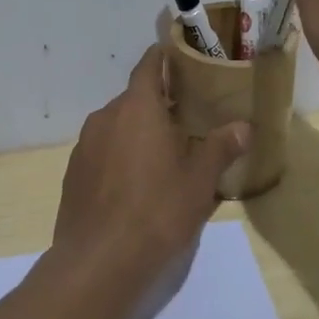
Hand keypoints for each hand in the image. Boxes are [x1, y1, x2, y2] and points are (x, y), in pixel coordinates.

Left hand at [51, 46, 251, 284]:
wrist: (98, 262)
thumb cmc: (157, 210)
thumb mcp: (200, 180)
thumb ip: (221, 147)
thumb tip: (244, 127)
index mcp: (137, 107)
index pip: (149, 65)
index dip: (164, 56)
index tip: (180, 55)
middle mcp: (106, 117)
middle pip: (135, 98)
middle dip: (159, 104)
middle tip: (187, 119)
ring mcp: (85, 146)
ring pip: (118, 126)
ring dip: (138, 132)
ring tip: (164, 155)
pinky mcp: (73, 174)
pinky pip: (103, 152)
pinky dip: (120, 156)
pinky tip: (136, 185)